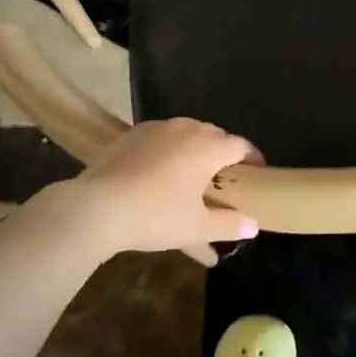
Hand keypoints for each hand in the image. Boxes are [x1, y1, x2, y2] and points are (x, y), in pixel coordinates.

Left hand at [42, 118, 260, 257]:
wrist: (98, 207)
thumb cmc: (156, 216)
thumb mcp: (196, 227)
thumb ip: (228, 224)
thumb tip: (253, 225)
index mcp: (208, 146)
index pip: (241, 146)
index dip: (253, 159)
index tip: (257, 174)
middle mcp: (186, 129)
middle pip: (214, 137)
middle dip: (223, 156)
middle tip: (224, 181)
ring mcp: (157, 128)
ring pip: (185, 136)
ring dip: (194, 153)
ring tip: (192, 178)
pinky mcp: (132, 135)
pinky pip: (160, 141)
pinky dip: (168, 154)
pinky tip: (159, 176)